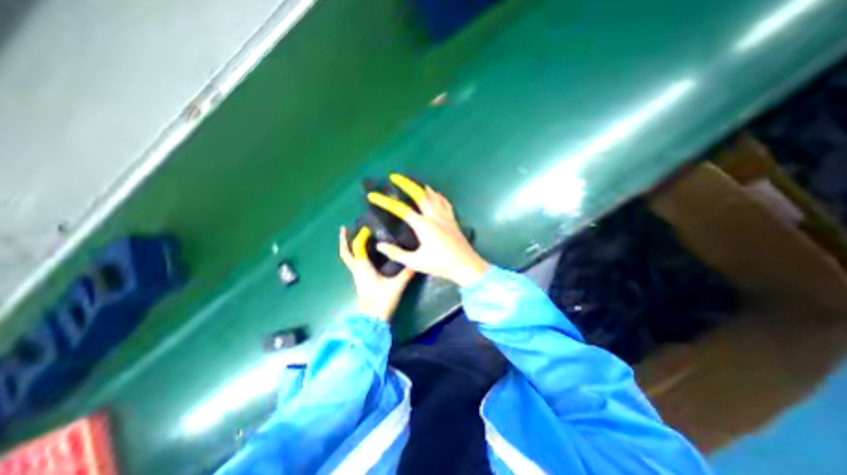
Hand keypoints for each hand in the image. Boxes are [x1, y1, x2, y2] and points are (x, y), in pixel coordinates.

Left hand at [340, 226, 415, 321]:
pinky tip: (365, 254)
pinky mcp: (360, 281)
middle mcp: (357, 270)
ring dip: (349, 247)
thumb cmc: (382, 300)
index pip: (358, 248)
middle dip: (343, 241)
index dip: (360, 237)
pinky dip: (356, 255)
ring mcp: (357, 276)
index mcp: (363, 268)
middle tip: (344, 229)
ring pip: (349, 259)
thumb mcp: (396, 286)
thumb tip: (415, 264)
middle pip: (345, 254)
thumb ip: (406, 274)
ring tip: (355, 238)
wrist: (373, 319)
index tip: (367, 228)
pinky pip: (354, 264)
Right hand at [366, 173, 489, 287]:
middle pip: (419, 194)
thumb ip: (396, 253)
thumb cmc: (440, 265)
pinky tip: (436, 193)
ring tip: (414, 182)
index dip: (385, 202)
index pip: (401, 209)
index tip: (373, 196)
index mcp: (423, 225)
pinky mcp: (453, 219)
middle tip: (395, 176)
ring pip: (433, 195)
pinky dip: (438, 195)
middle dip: (406, 183)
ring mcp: (445, 216)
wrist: (466, 266)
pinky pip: (445, 202)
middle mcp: (434, 216)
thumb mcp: (416, 262)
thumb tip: (380, 245)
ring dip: (422, 187)